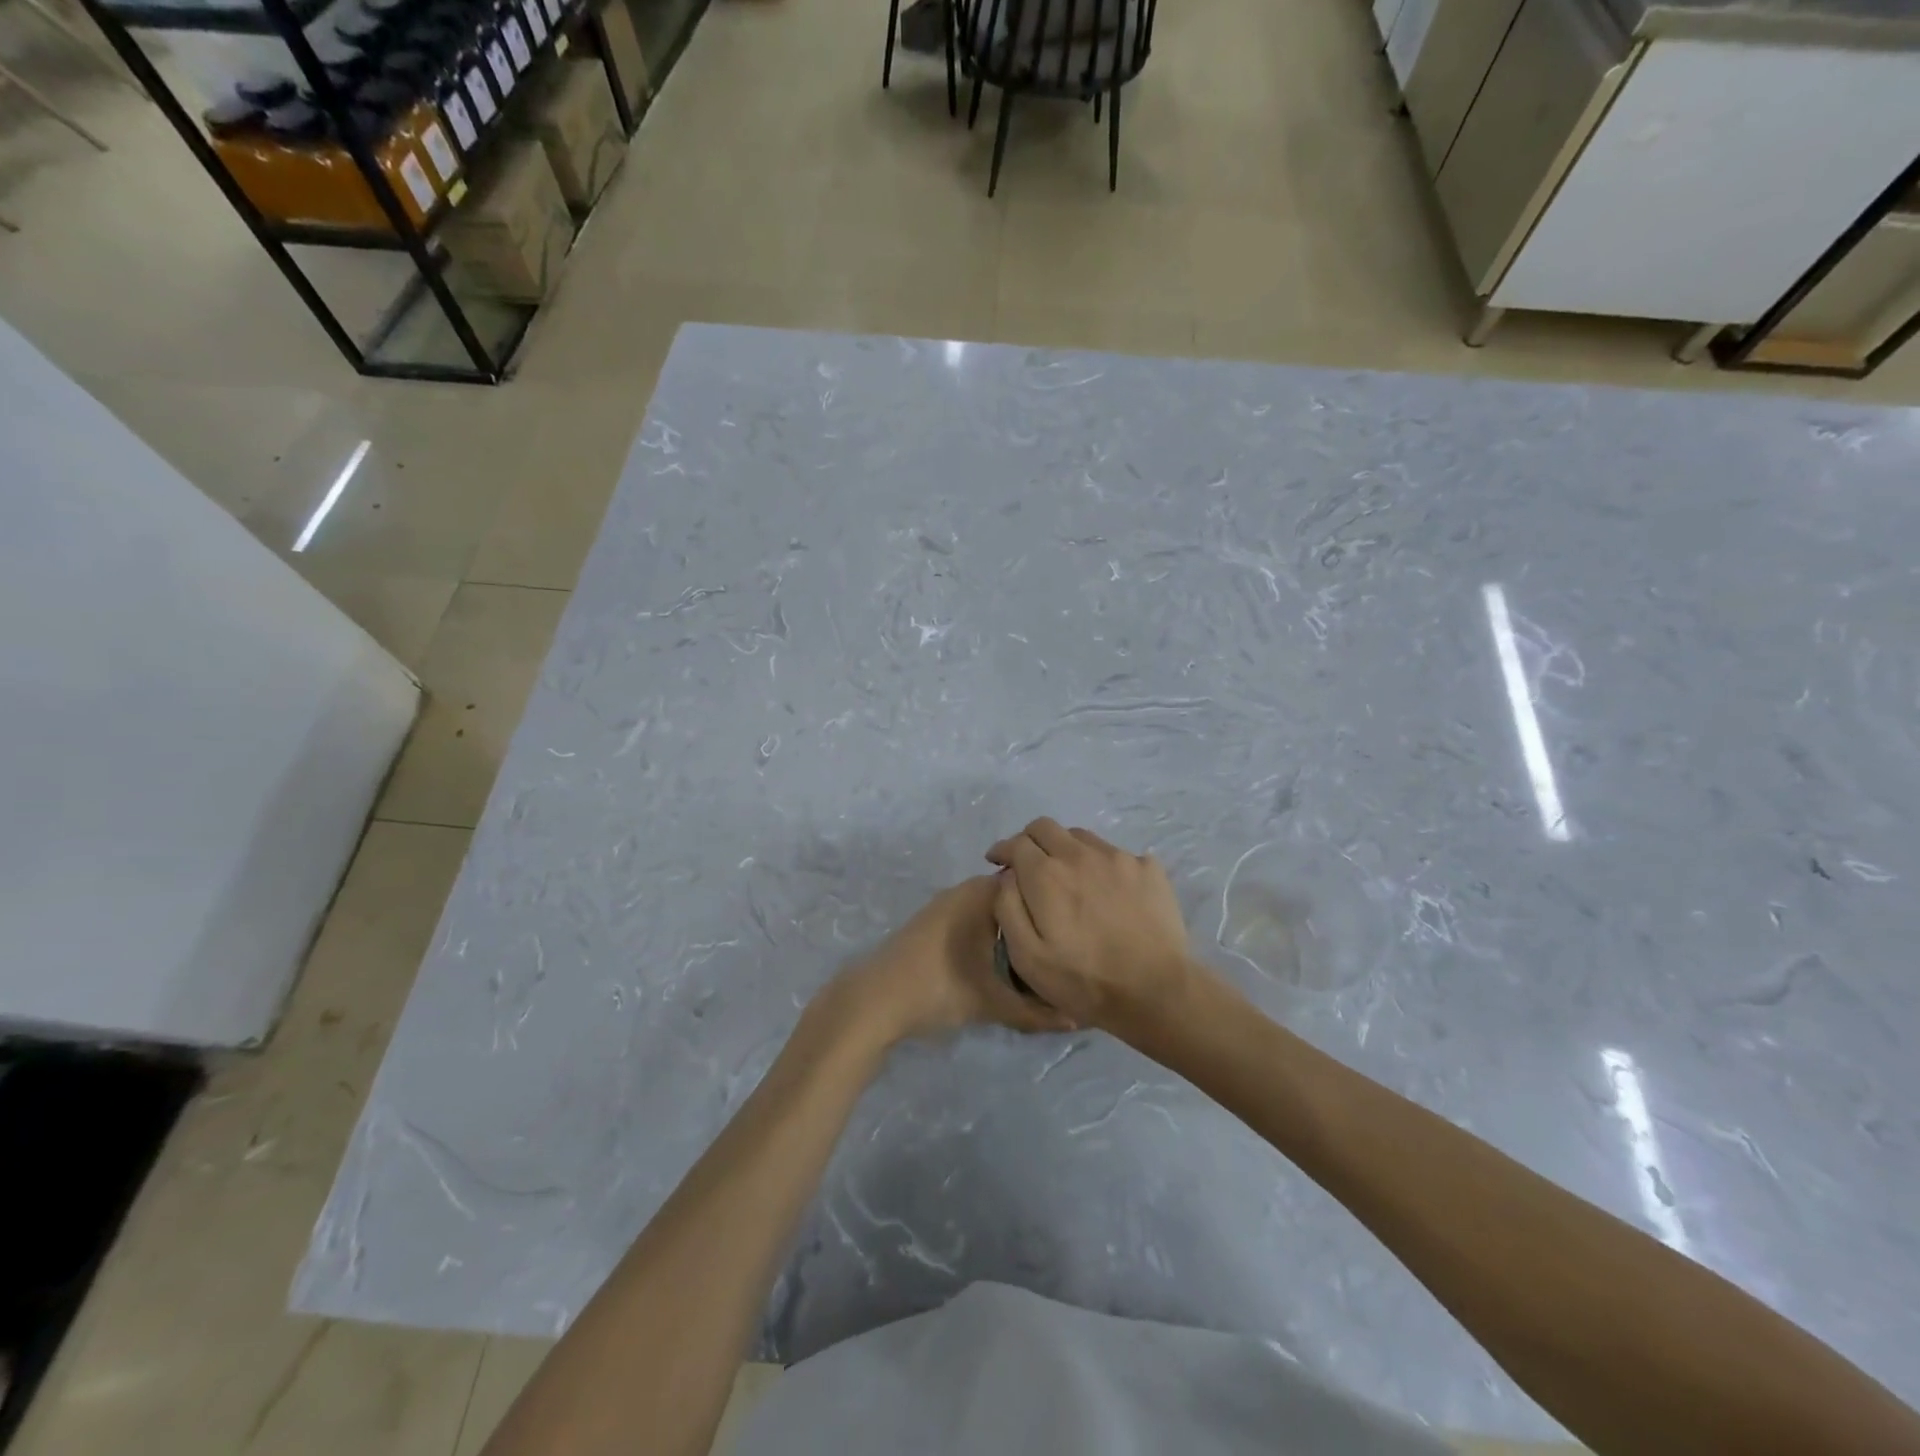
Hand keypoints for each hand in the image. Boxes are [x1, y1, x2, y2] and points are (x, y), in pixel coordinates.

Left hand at [816, 876, 1075, 1050]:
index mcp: (982, 896)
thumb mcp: (993, 1004)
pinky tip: (999, 959)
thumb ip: (1036, 1011)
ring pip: (989, 908)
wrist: (875, 999)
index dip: (1054, 901)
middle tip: (1061, 945)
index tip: (1074, 925)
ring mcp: (944, 904)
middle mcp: (964, 890)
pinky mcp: (930, 921)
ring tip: (1037, 954)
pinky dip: (988, 932)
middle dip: (1035, 917)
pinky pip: (971, 917)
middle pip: (1011, 896)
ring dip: (1010, 927)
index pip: (1030, 883)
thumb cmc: (939, 989)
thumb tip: (1077, 1017)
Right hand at [986, 818, 1198, 1041]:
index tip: (998, 862)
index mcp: (1046, 874)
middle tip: (1029, 864)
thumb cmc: (1083, 980)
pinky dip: (1103, 866)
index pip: (1017, 843)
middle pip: (1046, 827)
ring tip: (1070, 878)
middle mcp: (1080, 854)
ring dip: (1066, 850)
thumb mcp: (1027, 956)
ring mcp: (1118, 857)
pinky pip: (1116, 855)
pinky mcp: (1148, 868)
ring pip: (1081, 837)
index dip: (1003, 851)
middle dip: (1030, 840)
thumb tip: (1008, 876)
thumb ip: (1008, 907)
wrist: (1155, 991)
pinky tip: (1108, 892)